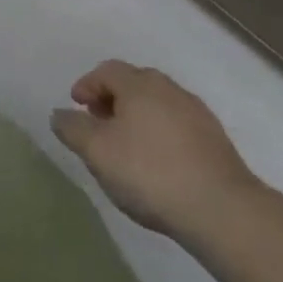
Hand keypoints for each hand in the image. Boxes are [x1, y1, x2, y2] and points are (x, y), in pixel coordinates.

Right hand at [50, 62, 261, 239]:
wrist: (223, 210)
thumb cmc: (150, 173)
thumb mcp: (97, 152)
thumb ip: (72, 129)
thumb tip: (59, 114)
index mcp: (139, 84)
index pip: (107, 71)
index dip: (87, 85)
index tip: (77, 107)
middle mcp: (169, 89)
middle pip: (134, 84)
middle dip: (112, 99)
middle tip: (99, 124)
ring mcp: (197, 114)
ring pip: (158, 105)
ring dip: (138, 118)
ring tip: (127, 147)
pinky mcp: (216, 141)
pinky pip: (178, 126)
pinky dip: (160, 135)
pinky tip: (158, 164)